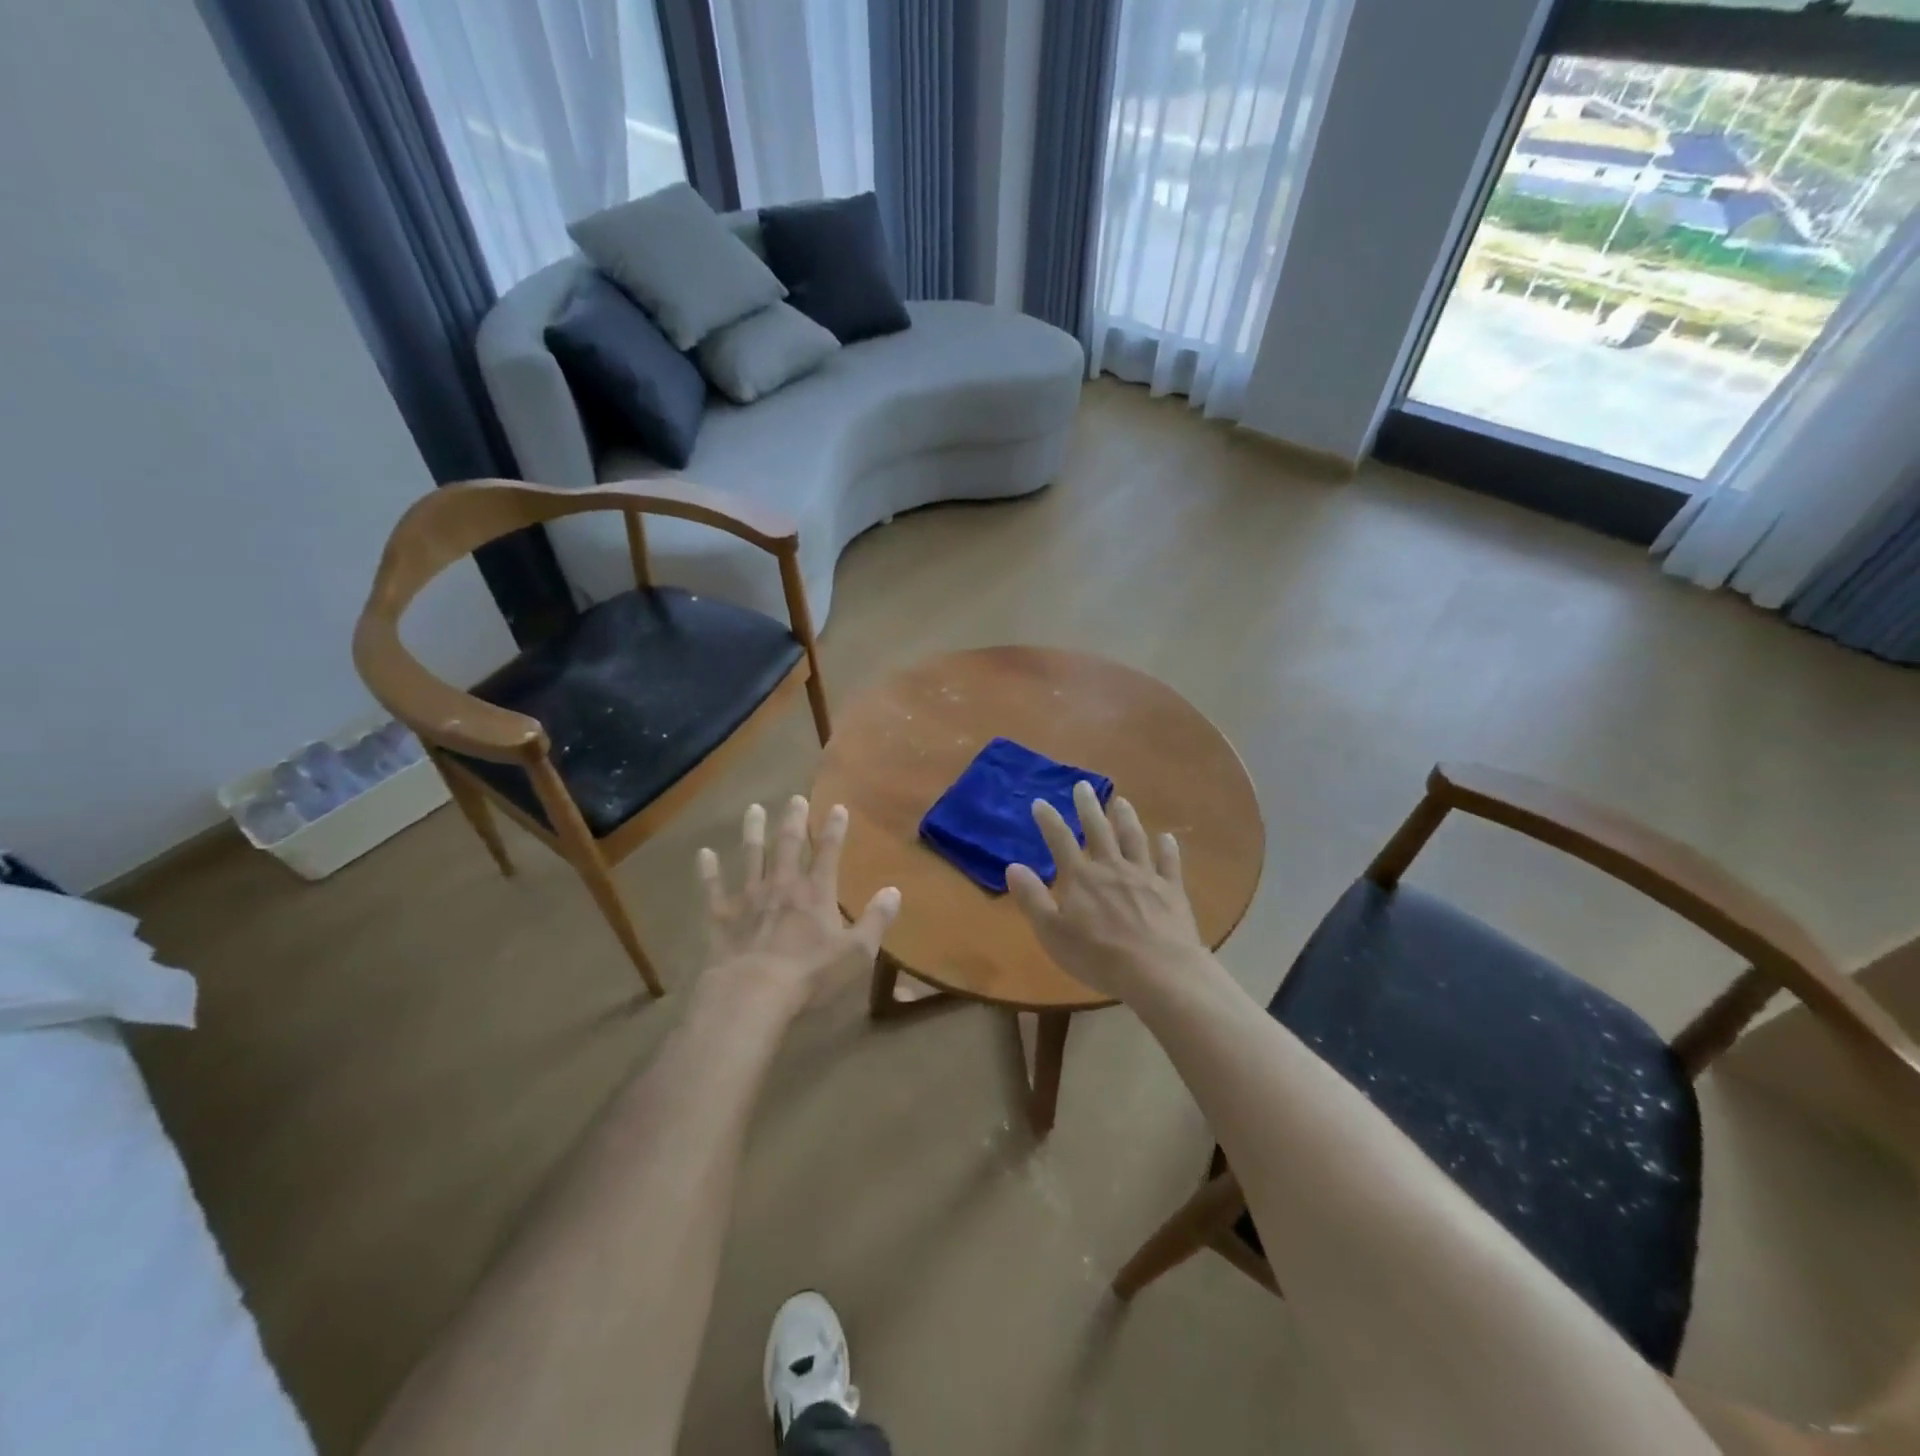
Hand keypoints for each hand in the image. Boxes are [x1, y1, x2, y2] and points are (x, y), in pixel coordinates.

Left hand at [697, 796, 899, 1010]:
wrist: (752, 993)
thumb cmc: (810, 974)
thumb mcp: (856, 952)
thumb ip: (876, 920)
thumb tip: (895, 891)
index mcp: (816, 893)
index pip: (828, 853)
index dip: (834, 829)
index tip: (838, 806)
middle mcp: (782, 886)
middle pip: (789, 845)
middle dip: (794, 820)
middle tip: (795, 798)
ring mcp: (749, 898)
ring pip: (751, 856)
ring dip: (753, 832)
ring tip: (753, 809)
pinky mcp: (722, 916)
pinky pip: (713, 888)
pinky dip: (708, 871)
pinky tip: (703, 854)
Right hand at [1006, 781, 1207, 999]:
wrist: (1158, 972)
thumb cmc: (1099, 956)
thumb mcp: (1053, 932)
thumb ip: (1032, 898)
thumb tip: (1013, 866)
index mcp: (1081, 878)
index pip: (1060, 841)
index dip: (1048, 821)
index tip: (1040, 802)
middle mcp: (1112, 868)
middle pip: (1099, 830)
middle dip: (1088, 807)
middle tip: (1083, 785)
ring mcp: (1145, 876)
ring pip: (1134, 839)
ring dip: (1126, 818)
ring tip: (1121, 801)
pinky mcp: (1172, 890)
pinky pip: (1169, 863)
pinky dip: (1167, 848)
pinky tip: (1167, 838)